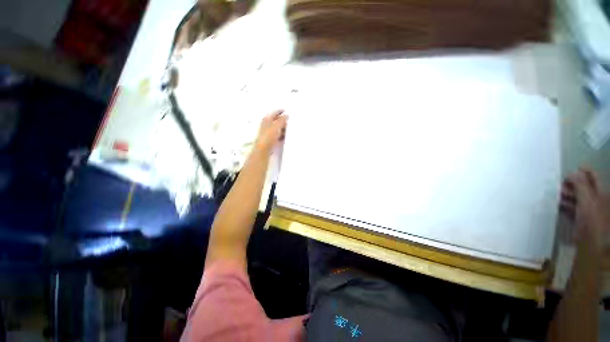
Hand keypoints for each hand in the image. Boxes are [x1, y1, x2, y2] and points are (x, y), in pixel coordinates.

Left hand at [254, 110, 287, 154]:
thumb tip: (287, 115)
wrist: (264, 148)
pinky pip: (278, 134)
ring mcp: (269, 132)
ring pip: (278, 128)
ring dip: (284, 128)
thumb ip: (282, 119)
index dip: (281, 111)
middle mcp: (267, 124)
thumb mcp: (277, 125)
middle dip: (284, 120)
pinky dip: (282, 134)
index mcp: (267, 119)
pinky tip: (286, 136)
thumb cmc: (269, 135)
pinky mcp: (271, 139)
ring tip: (290, 129)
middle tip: (291, 120)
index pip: (275, 112)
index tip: (287, 111)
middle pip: (277, 120)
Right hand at [560, 169, 609, 251]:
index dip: (582, 172)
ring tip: (555, 195)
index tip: (568, 172)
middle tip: (558, 185)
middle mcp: (596, 200)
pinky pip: (573, 209)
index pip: (592, 176)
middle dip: (570, 185)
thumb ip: (580, 185)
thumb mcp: (587, 201)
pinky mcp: (581, 220)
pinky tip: (558, 206)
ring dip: (566, 196)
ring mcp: (589, 210)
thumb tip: (572, 172)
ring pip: (577, 198)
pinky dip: (565, 206)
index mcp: (601, 193)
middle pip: (583, 187)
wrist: (592, 247)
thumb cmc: (592, 221)